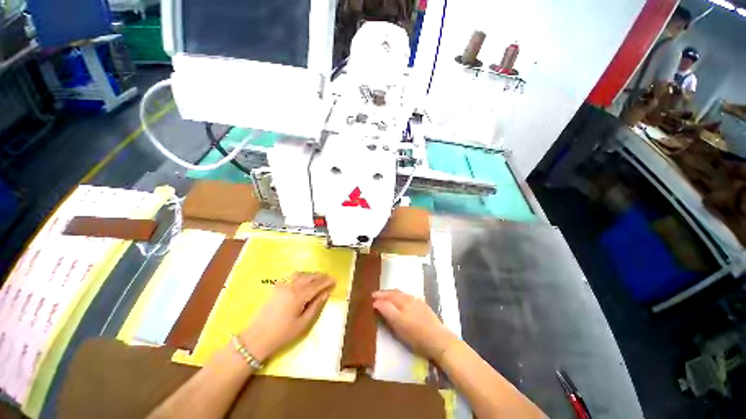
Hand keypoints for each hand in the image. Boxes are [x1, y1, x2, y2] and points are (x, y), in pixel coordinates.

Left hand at [239, 272, 334, 361]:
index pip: (317, 285)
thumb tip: (326, 293)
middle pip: (309, 276)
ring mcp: (282, 285)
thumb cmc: (283, 334)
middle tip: (329, 279)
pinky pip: (292, 276)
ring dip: (311, 274)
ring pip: (301, 274)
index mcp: (299, 296)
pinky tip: (304, 280)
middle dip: (320, 276)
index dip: (327, 282)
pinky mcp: (276, 287)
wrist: (256, 338)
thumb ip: (316, 306)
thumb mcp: (303, 323)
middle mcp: (291, 286)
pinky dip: (302, 275)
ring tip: (318, 278)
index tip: (335, 281)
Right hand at [373, 290, 457, 362]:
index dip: (379, 296)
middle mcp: (409, 299)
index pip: (388, 296)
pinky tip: (399, 300)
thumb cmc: (417, 336)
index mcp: (402, 302)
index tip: (370, 297)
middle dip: (384, 293)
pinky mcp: (423, 306)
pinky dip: (399, 296)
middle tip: (375, 295)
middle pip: (394, 292)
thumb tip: (376, 302)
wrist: (439, 340)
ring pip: (401, 294)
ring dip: (391, 294)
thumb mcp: (399, 325)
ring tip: (385, 296)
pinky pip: (407, 297)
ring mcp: (417, 302)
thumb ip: (387, 311)